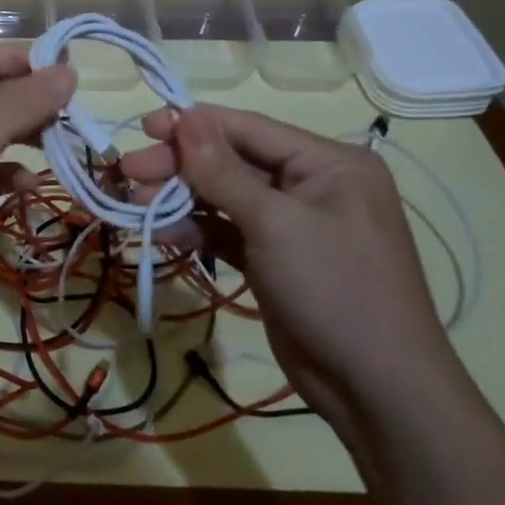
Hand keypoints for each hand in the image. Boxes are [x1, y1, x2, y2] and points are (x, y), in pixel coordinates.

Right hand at [120, 106, 462, 435]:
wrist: (376, 389)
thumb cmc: (334, 289)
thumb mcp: (275, 223)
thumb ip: (222, 170)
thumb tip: (184, 116)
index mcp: (328, 163)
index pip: (249, 129)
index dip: (194, 125)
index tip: (143, 127)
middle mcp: (312, 185)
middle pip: (232, 162)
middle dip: (179, 167)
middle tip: (128, 171)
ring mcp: (293, 224)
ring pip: (224, 197)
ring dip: (180, 199)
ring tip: (134, 205)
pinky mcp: (275, 258)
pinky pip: (228, 231)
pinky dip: (196, 230)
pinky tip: (160, 233)